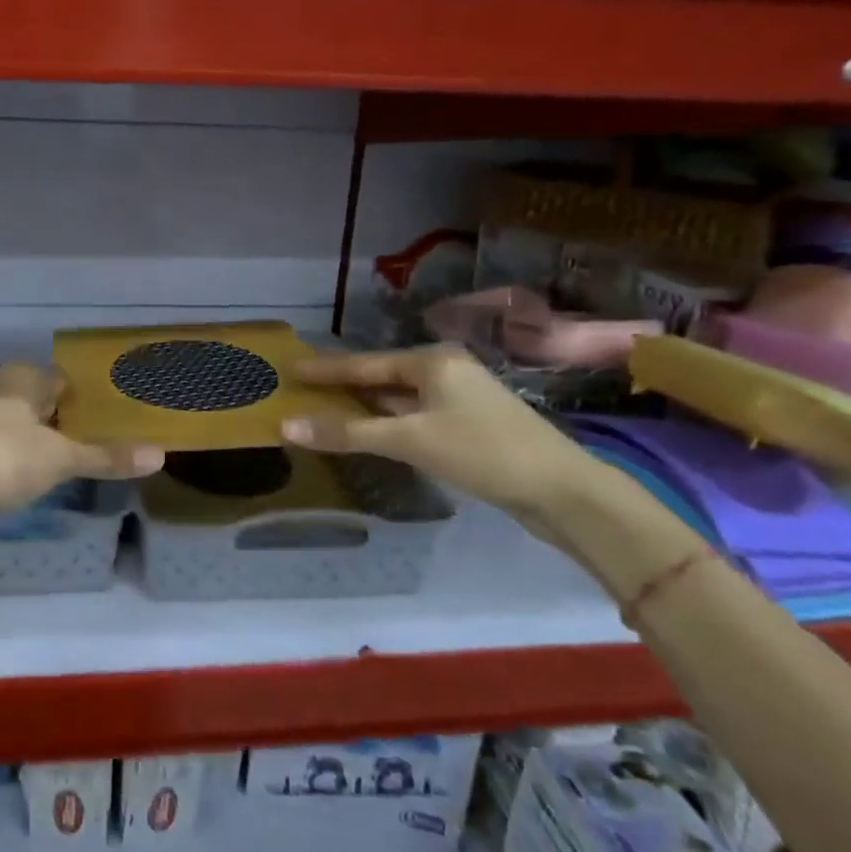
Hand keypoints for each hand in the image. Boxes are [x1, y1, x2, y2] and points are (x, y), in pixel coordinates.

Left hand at [0, 363, 162, 523]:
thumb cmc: (3, 459)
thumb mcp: (61, 457)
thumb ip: (107, 456)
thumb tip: (161, 455)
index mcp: (22, 378)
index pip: (67, 378)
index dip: (95, 394)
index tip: (127, 410)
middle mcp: (4, 395)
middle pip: (51, 404)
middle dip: (79, 420)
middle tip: (121, 437)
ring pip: (34, 430)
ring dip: (59, 444)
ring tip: (99, 458)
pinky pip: (20, 454)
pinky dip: (39, 463)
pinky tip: (60, 480)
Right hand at [280, 345, 614, 539]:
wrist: (563, 490)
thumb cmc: (482, 451)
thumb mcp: (410, 439)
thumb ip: (347, 432)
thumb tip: (286, 426)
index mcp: (431, 360)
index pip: (364, 363)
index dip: (326, 368)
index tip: (292, 367)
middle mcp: (445, 370)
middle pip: (382, 377)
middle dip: (345, 385)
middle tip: (305, 390)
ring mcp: (461, 398)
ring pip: (400, 398)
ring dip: (366, 406)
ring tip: (327, 410)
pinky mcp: (471, 425)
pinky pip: (415, 415)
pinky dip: (389, 422)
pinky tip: (373, 432)